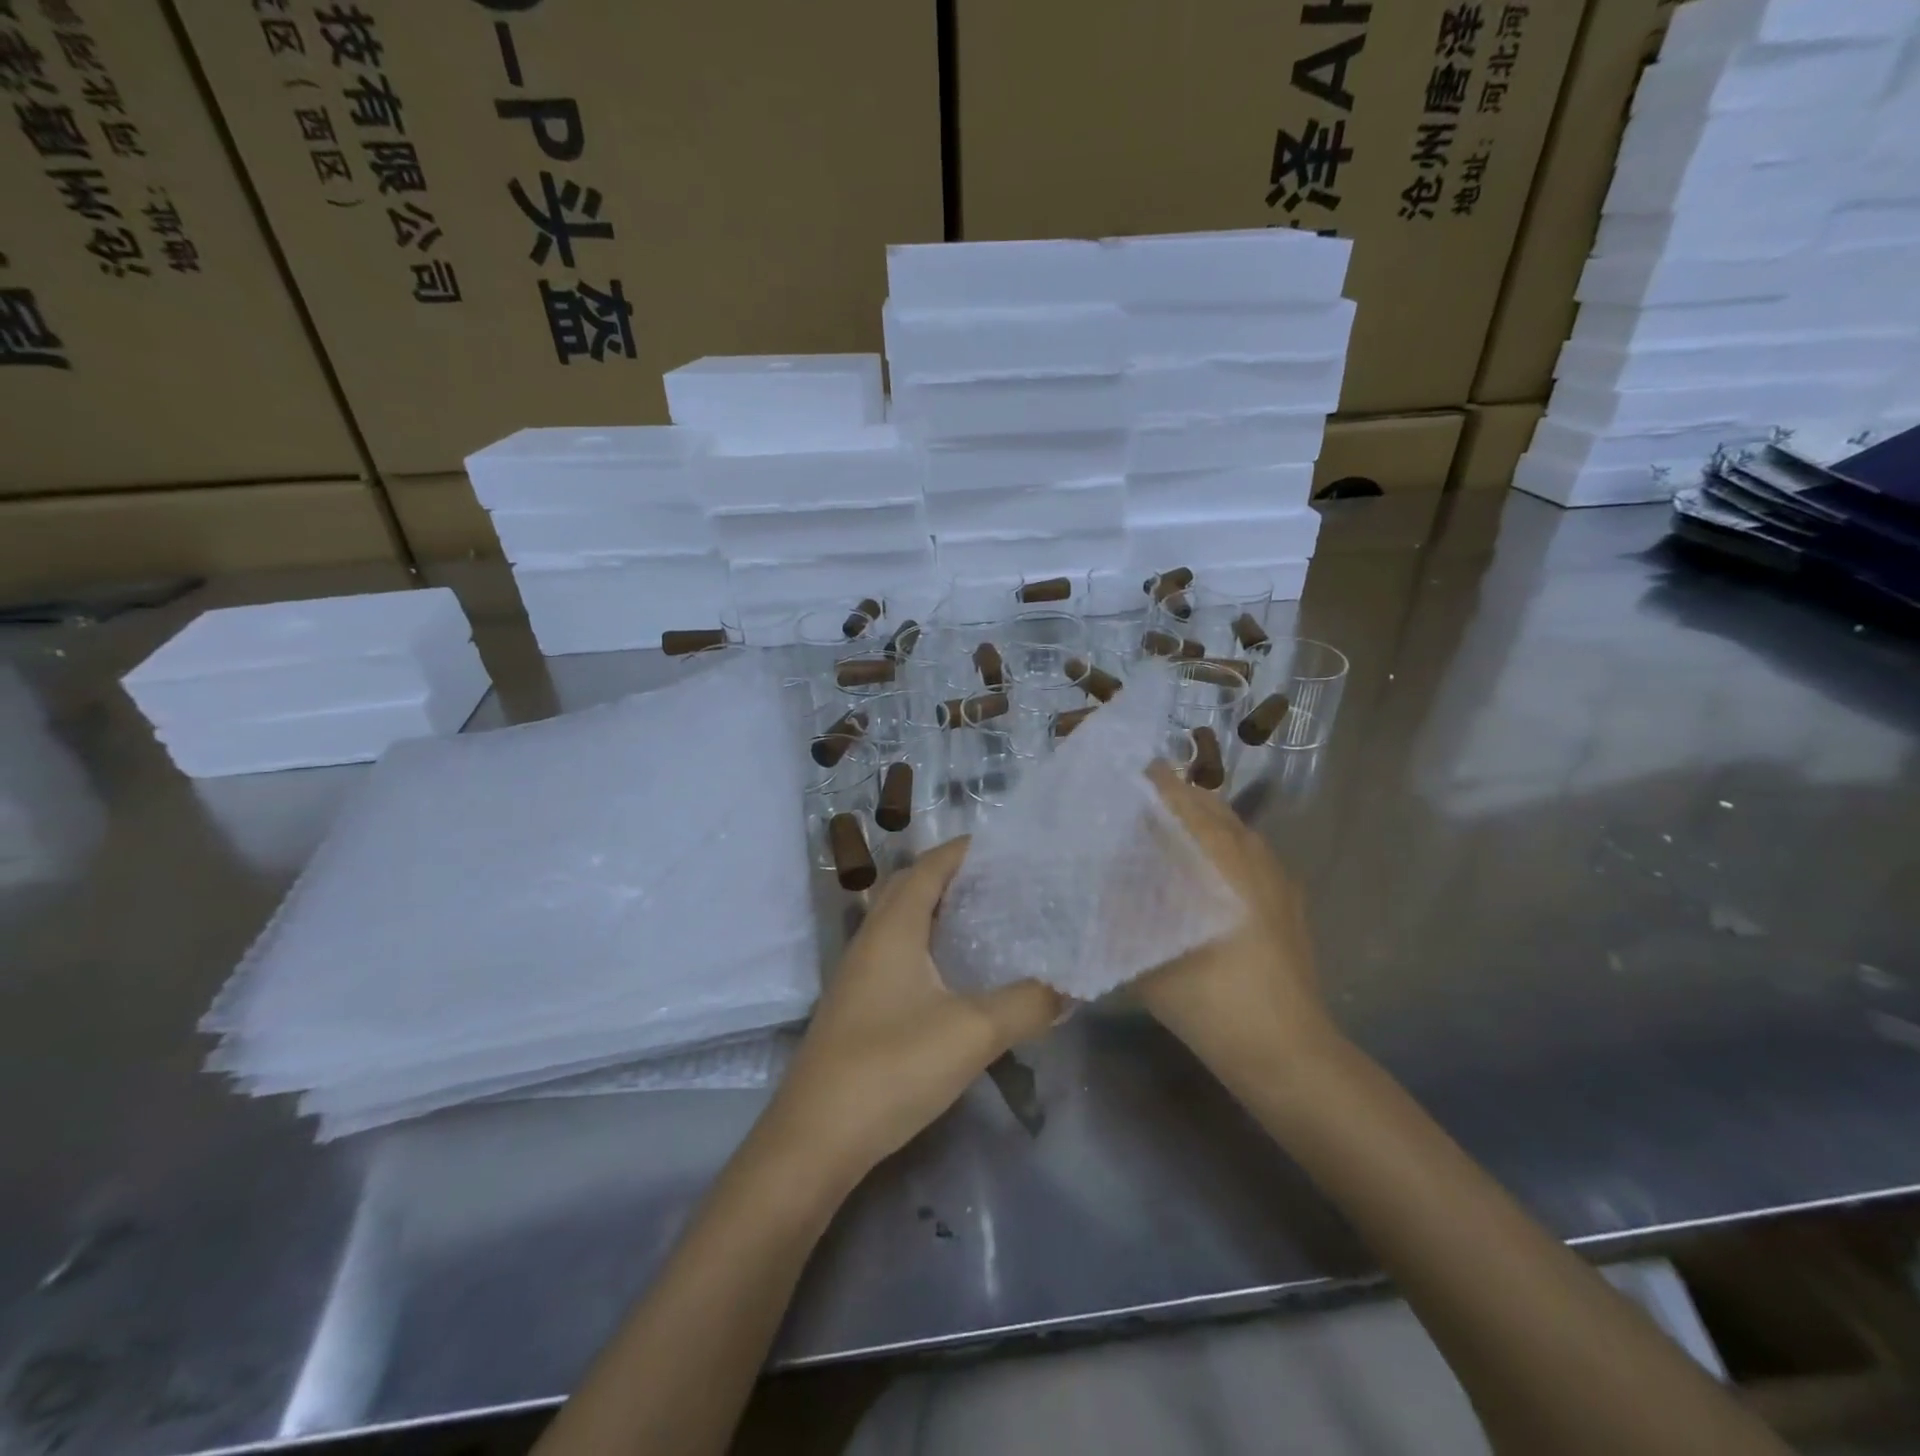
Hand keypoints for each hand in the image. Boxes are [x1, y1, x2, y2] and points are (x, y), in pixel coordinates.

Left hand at [762, 838, 1061, 1186]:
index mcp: (893, 928)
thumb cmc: (892, 1068)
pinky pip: (897, 952)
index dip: (965, 850)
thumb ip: (1027, 1004)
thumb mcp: (972, 1033)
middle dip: (953, 875)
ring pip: (902, 921)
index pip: (930, 866)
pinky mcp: (858, 1005)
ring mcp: (859, 974)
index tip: (1009, 846)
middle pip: (911, 886)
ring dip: (939, 910)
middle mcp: (871, 939)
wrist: (816, 1139)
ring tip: (988, 918)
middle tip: (1003, 881)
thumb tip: (1070, 987)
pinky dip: (928, 944)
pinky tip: (957, 974)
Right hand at [1138, 762, 1343, 1083]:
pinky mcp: (1286, 894)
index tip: (1109, 781)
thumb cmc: (1207, 997)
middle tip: (1126, 812)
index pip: (1174, 792)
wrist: (1283, 1048)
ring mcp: (1273, 870)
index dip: (1141, 780)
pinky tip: (1197, 875)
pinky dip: (1217, 846)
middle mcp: (1248, 848)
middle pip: (1203, 800)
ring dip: (1192, 821)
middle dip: (1165, 798)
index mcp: (1214, 852)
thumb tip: (1094, 872)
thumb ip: (1116, 907)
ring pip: (1227, 823)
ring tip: (1157, 839)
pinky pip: (1246, 850)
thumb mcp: (1142, 953)